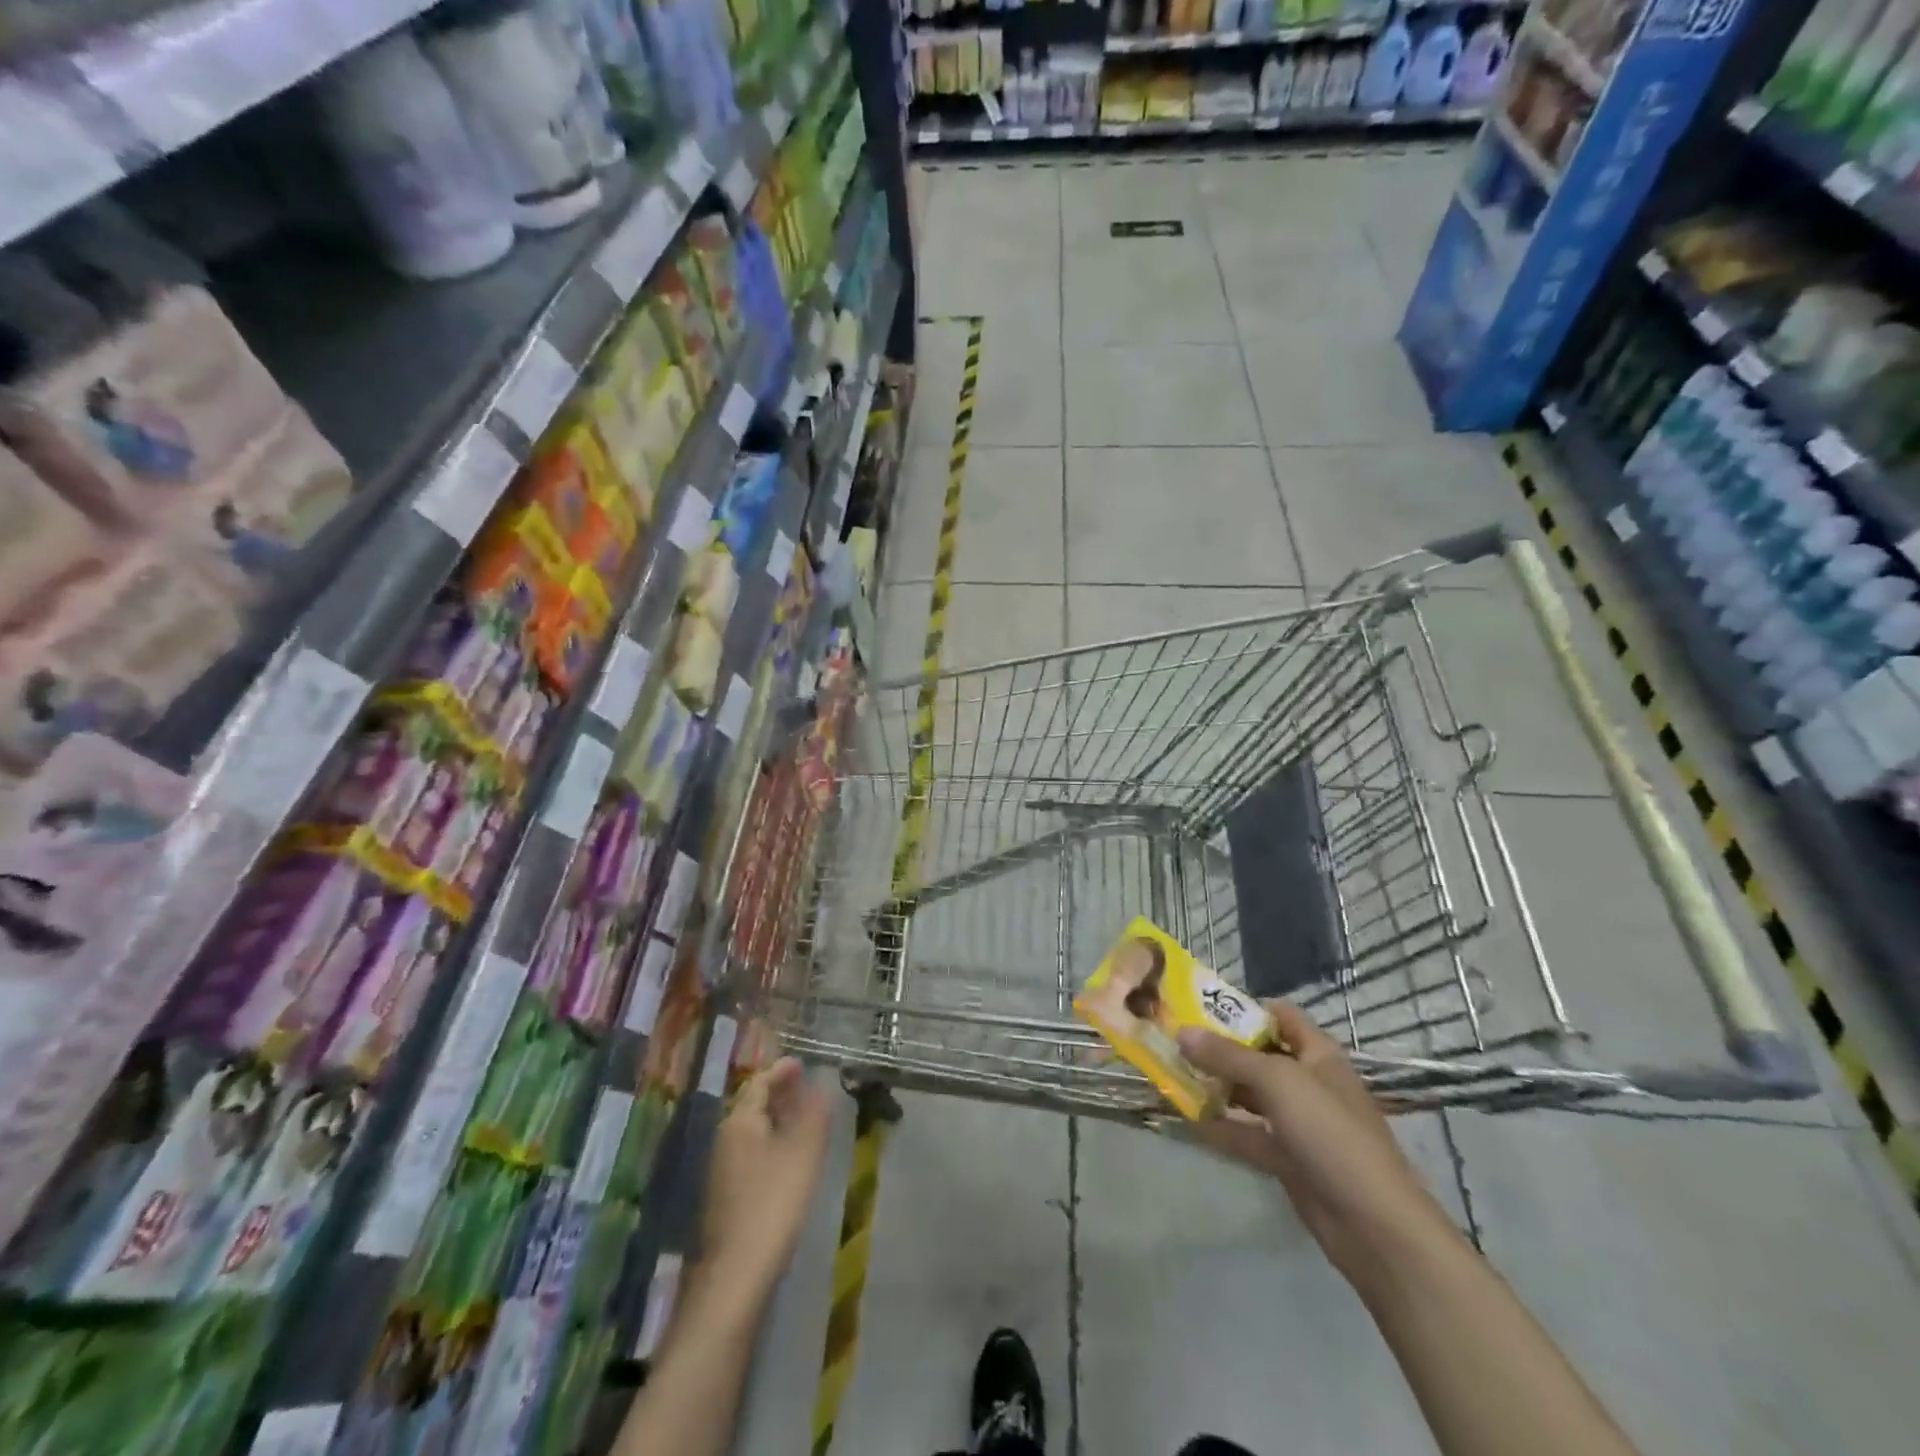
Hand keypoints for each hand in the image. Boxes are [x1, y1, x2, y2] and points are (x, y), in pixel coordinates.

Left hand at [699, 1057, 832, 1296]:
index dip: (781, 1071)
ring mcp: (723, 1170)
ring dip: (777, 1119)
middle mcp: (725, 1139)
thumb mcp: (803, 1154)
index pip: (759, 1084)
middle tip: (806, 1087)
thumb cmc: (772, 1203)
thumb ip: (814, 1116)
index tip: (800, 1063)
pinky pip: (752, 1153)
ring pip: (753, 1131)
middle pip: (753, 1106)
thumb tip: (823, 1087)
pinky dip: (772, 1142)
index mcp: (740, 1122)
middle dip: (779, 1094)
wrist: (736, 1274)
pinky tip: (790, 1157)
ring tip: (804, 1118)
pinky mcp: (727, 1196)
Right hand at [1178, 1002, 1457, 1288]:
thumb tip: (1182, 1031)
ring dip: (1215, 1086)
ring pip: (1249, 1096)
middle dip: (1219, 1048)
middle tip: (1174, 1041)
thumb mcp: (1277, 1082)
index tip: (1199, 1007)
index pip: (1279, 1015)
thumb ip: (1228, 1056)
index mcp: (1318, 1054)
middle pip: (1258, 1055)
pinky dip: (1219, 1126)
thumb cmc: (1330, 1133)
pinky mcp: (1288, 1159)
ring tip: (1172, 1075)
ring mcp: (1298, 1123)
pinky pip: (1247, 1134)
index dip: (1243, 1007)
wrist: (1372, 1224)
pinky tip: (1185, 1119)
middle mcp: (1308, 1082)